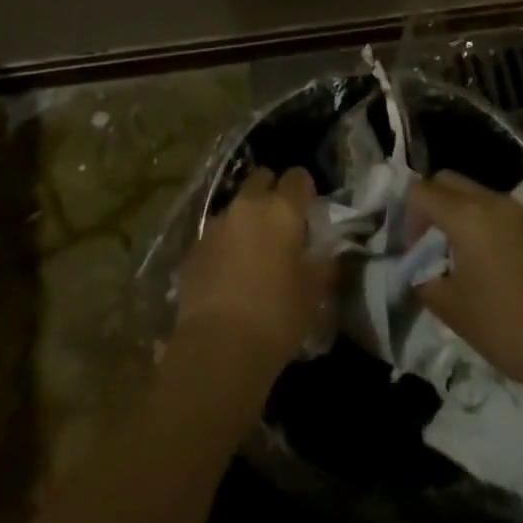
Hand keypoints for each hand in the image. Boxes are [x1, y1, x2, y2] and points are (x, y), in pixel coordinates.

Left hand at [176, 167, 334, 375]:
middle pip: (261, 178)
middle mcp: (247, 206)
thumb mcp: (314, 294)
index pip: (298, 177)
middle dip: (272, 191)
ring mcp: (217, 223)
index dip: (305, 189)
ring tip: (254, 250)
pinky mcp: (195, 246)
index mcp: (282, 210)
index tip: (309, 209)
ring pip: (236, 205)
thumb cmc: (277, 316)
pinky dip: (226, 242)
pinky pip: (217, 233)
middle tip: (281, 222)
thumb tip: (327, 252)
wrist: (219, 345)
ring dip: (247, 218)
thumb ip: (323, 264)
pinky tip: (230, 271)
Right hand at [407, 170, 522, 394]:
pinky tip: (479, 259)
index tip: (413, 252)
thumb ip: (422, 278)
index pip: (420, 191)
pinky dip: (475, 220)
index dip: (407, 218)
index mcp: (466, 214)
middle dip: (429, 204)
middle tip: (427, 243)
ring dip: (453, 210)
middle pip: (446, 180)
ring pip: (470, 191)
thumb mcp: (449, 307)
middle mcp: (490, 201)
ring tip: (452, 253)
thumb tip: (416, 269)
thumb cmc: (504, 325)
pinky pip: (491, 208)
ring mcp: (515, 212)